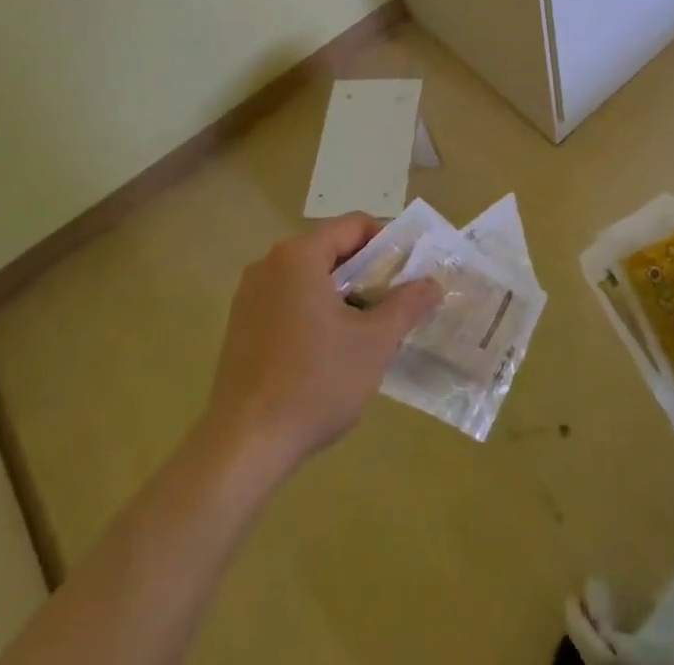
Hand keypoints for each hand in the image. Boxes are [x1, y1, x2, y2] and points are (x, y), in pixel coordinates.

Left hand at [202, 213, 442, 473]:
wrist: (243, 448)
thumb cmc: (314, 383)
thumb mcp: (375, 343)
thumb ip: (407, 305)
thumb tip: (433, 283)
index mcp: (299, 255)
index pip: (354, 225)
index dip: (388, 244)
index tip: (408, 275)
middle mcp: (270, 264)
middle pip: (331, 249)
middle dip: (367, 273)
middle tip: (393, 305)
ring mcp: (250, 295)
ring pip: (310, 277)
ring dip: (342, 294)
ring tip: (366, 331)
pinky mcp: (240, 326)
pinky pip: (288, 301)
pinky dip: (315, 311)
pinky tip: (329, 351)